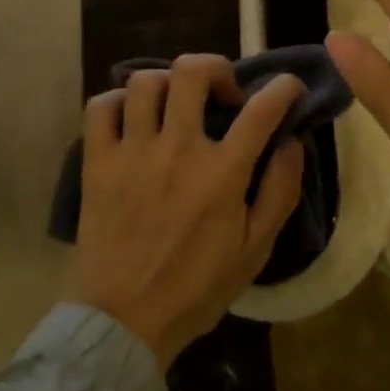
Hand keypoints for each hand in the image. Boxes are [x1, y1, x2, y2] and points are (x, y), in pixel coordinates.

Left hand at [69, 55, 305, 367]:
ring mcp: (132, 152)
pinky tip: (132, 117)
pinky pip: (101, 107)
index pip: (261, 109)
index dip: (283, 87)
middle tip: (223, 93)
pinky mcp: (97, 162)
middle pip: (192, 72)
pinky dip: (118, 101)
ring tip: (176, 105)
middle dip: (216, 68)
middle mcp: (177, 150)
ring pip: (146, 82)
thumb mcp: (256, 251)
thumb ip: (280, 192)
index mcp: (222, 173)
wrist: (124, 321)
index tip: (288, 87)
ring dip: (168, 84)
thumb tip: (291, 142)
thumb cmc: (196, 289)